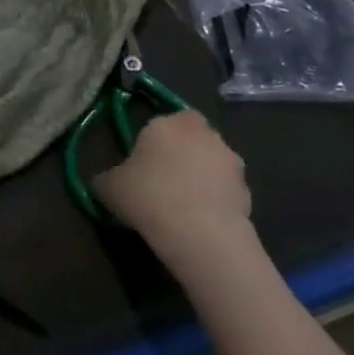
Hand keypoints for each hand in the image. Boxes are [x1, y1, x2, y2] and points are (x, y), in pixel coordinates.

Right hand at [95, 111, 254, 262]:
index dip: (153, 141)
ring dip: (201, 177)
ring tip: (182, 206)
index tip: (142, 164)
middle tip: (163, 181)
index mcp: (167, 123)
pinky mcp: (248, 190)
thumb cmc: (148, 196)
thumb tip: (105, 181)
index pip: (162, 121)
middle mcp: (203, 133)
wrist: (200, 233)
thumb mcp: (108, 187)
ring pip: (211, 163)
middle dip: (181, 154)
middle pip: (191, 138)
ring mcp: (231, 161)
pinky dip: (215, 200)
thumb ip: (106, 177)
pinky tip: (199, 222)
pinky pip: (225, 190)